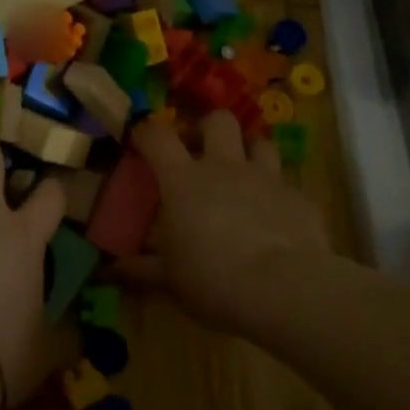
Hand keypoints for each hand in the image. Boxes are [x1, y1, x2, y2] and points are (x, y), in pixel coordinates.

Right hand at [120, 110, 329, 332]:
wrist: (283, 288)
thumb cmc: (213, 278)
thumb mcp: (171, 279)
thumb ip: (142, 268)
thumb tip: (111, 270)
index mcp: (184, 180)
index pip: (158, 136)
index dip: (147, 131)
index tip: (141, 138)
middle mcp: (225, 167)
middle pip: (218, 121)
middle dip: (208, 128)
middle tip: (201, 151)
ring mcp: (266, 178)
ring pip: (260, 143)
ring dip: (249, 152)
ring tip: (243, 174)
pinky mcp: (298, 198)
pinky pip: (286, 185)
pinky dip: (277, 195)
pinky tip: (275, 218)